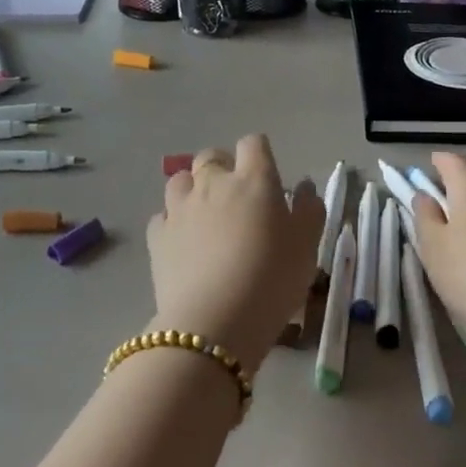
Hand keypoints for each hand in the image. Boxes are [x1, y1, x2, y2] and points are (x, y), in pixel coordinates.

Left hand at [146, 135, 322, 372]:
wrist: (214, 323)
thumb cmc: (272, 279)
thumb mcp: (307, 246)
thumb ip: (309, 210)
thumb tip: (303, 187)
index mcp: (254, 180)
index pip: (253, 143)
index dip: (260, 153)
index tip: (268, 175)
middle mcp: (213, 183)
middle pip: (211, 156)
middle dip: (223, 167)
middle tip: (237, 196)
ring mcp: (180, 208)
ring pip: (180, 180)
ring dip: (193, 189)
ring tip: (205, 214)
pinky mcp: (157, 236)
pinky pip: (162, 216)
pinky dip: (173, 221)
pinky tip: (183, 241)